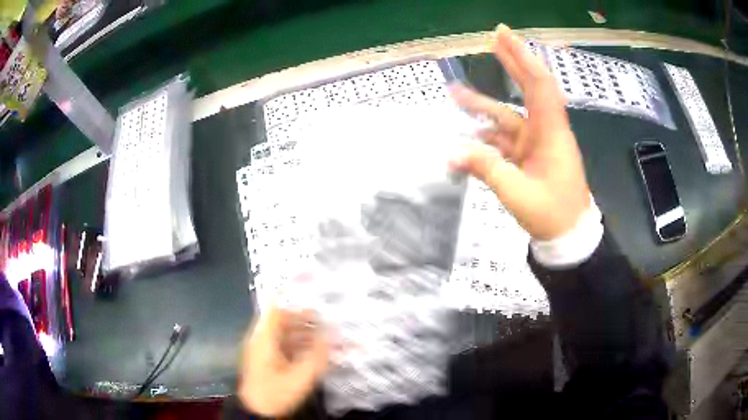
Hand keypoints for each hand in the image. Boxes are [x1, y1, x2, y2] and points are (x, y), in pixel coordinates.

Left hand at [238, 306, 328, 416]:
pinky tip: (315, 352)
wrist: (258, 412)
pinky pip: (284, 345)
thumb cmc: (276, 392)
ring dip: (304, 333)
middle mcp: (262, 339)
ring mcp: (263, 350)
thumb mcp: (301, 376)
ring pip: (285, 333)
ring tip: (326, 338)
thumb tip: (332, 334)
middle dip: (305, 319)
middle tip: (327, 321)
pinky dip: (299, 345)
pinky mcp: (267, 361)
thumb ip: (318, 354)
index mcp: (265, 338)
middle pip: (282, 320)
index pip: (275, 308)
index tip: (313, 299)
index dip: (293, 300)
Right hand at [449, 25, 591, 240]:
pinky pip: (506, 138)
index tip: (503, 35)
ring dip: (485, 104)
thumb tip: (450, 153)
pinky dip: (487, 135)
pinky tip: (468, 135)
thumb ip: (486, 169)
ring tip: (456, 93)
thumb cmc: (552, 214)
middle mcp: (545, 130)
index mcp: (551, 132)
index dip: (521, 56)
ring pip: (510, 115)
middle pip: (530, 88)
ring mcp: (537, 143)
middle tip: (493, 38)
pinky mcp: (530, 156)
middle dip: (512, 62)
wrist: (570, 236)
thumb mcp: (518, 193)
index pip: (538, 84)